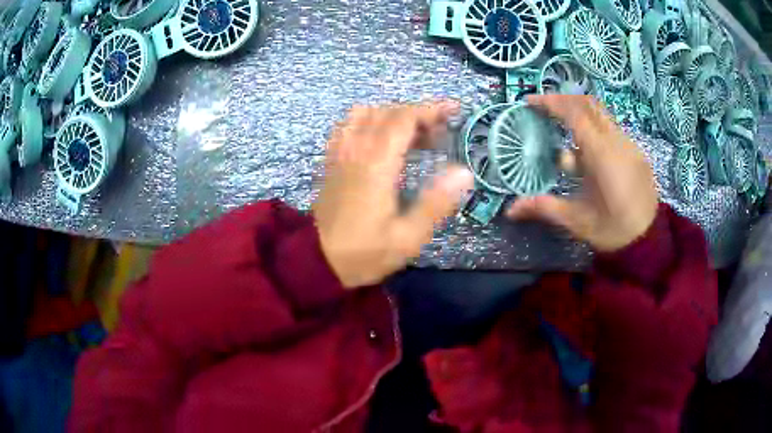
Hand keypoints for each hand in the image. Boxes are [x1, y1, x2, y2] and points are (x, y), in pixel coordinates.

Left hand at [314, 102, 473, 288]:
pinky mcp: (330, 160)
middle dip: (417, 113)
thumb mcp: (407, 238)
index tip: (453, 112)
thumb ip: (436, 203)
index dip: (430, 110)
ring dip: (392, 115)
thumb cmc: (364, 253)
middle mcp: (355, 149)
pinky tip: (380, 138)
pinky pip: (347, 126)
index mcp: (376, 164)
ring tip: (412, 134)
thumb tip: (464, 172)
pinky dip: (368, 121)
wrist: (317, 261)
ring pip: (365, 114)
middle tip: (440, 132)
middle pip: (387, 111)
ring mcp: (339, 153)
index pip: (403, 118)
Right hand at [507, 95, 658, 252]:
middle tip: (544, 109)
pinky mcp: (636, 152)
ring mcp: (629, 145)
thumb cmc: (612, 231)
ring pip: (601, 115)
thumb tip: (510, 210)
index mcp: (602, 155)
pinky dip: (594, 129)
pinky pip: (612, 129)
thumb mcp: (577, 221)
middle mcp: (617, 141)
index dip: (551, 102)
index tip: (530, 102)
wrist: (648, 241)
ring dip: (579, 115)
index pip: (575, 113)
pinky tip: (587, 152)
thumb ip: (544, 207)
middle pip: (589, 104)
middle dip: (563, 101)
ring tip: (563, 130)